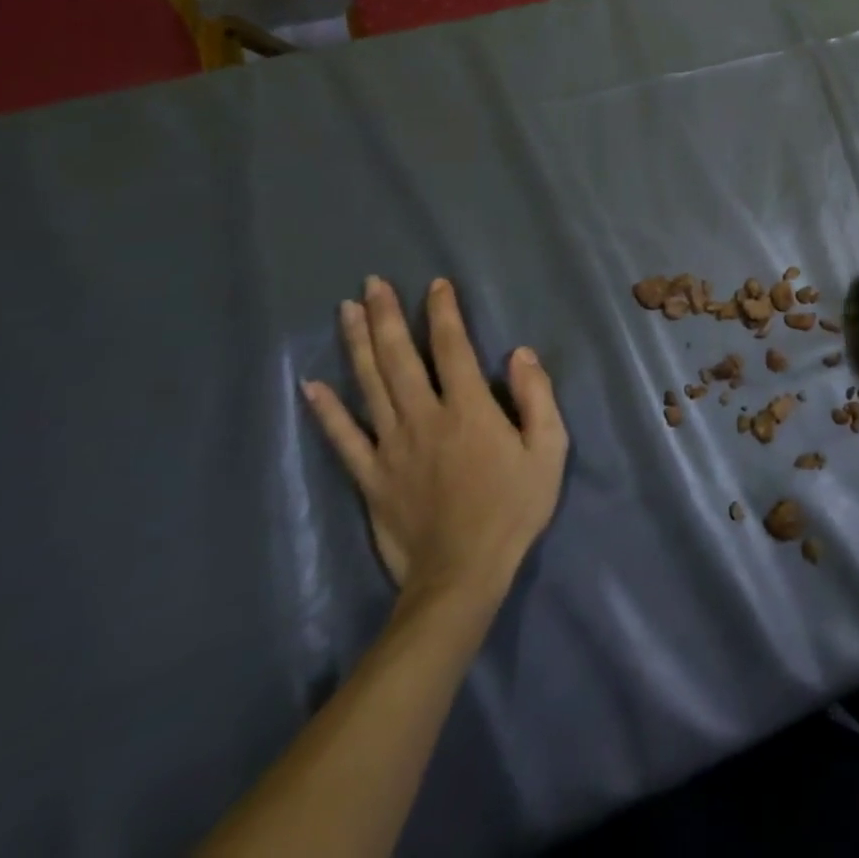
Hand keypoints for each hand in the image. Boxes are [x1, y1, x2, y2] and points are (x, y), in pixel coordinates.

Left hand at [302, 276, 568, 624]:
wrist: (462, 575)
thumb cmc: (514, 508)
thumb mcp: (549, 450)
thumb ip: (537, 398)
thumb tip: (519, 352)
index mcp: (469, 409)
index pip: (452, 347)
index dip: (443, 312)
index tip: (435, 284)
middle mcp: (425, 417)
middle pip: (399, 358)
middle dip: (387, 316)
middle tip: (373, 283)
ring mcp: (391, 447)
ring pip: (369, 385)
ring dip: (356, 345)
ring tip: (346, 311)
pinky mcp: (371, 476)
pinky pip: (343, 438)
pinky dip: (326, 411)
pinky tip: (310, 386)